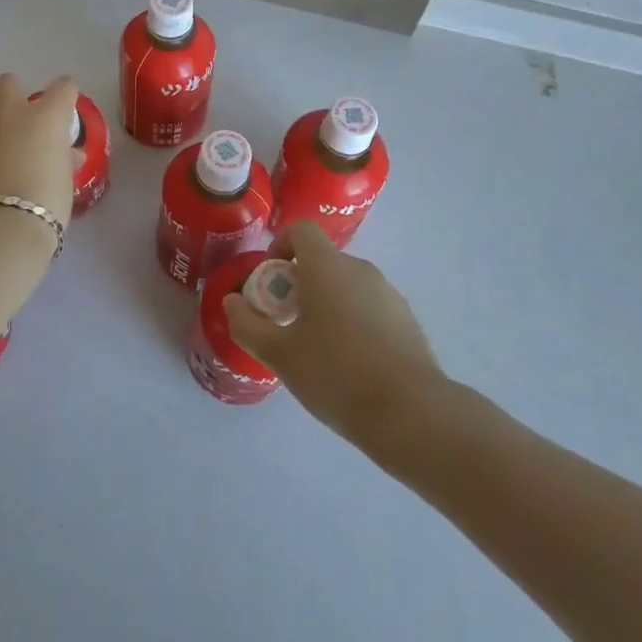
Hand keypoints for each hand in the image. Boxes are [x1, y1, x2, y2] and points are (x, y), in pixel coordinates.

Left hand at [0, 73, 78, 228]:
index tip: (66, 112)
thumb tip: (67, 155)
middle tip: (23, 123)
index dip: (67, 96)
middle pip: (8, 83)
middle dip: (15, 94)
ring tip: (3, 163)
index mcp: (45, 117)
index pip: (64, 87)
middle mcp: (11, 115)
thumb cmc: (46, 203)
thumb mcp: (65, 180)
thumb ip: (65, 159)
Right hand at [224, 222, 445, 446]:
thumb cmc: (335, 374)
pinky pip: (370, 306)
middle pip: (323, 260)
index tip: (271, 283)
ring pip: (347, 285)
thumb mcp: (279, 355)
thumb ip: (248, 325)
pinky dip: (354, 321)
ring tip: (320, 349)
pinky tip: (352, 364)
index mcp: (326, 267)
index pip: (301, 230)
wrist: (409, 411)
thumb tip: (231, 302)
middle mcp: (359, 269)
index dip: (280, 246)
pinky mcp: (406, 318)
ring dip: (328, 303)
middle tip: (288, 324)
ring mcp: (388, 292)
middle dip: (300, 283)